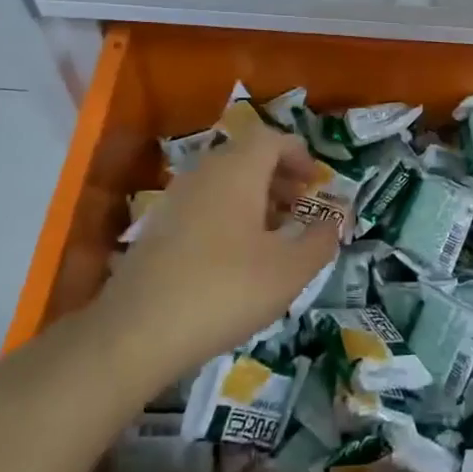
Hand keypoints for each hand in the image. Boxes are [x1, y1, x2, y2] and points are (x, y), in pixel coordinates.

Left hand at [94, 128, 338, 382]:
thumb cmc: (225, 290)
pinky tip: (236, 258)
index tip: (316, 184)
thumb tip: (336, 220)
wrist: (135, 332)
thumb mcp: (289, 271)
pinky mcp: (158, 228)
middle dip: (279, 177)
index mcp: (238, 170)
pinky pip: (204, 204)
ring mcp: (176, 199)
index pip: (272, 139)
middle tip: (301, 208)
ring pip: (224, 182)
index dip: (299, 155)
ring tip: (273, 235)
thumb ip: (320, 240)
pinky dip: (228, 215)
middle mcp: (205, 173)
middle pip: (248, 157)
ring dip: (254, 198)